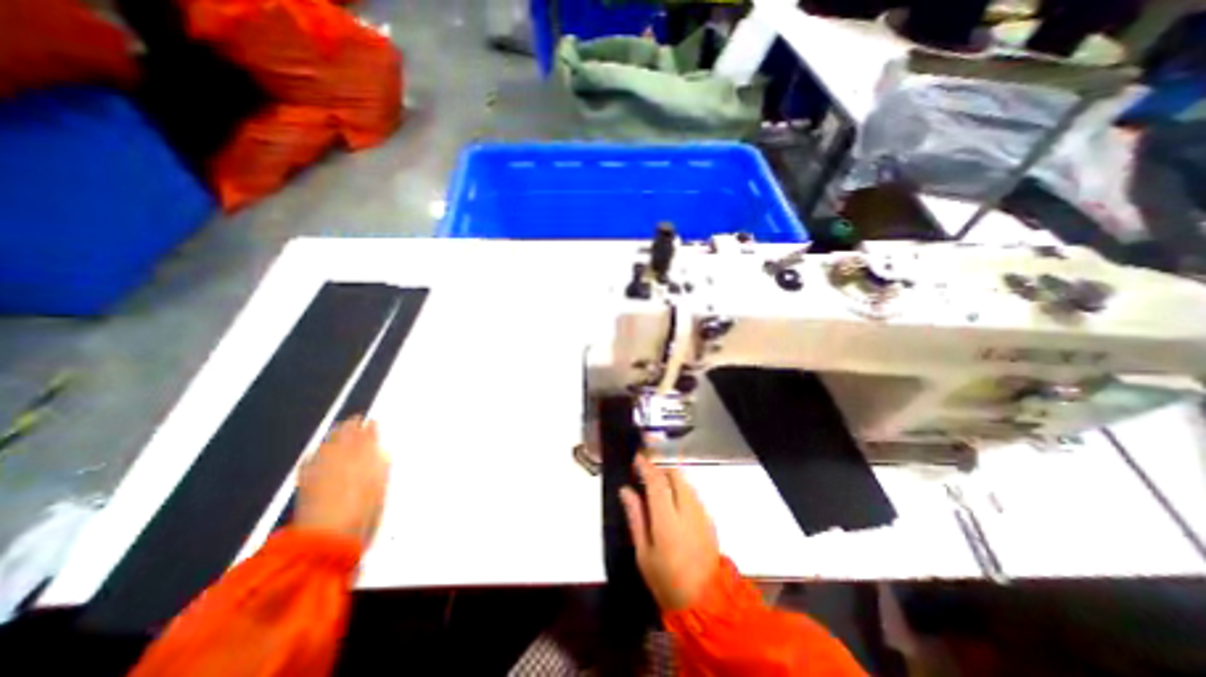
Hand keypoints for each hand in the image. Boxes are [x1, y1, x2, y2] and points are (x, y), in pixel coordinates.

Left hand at [294, 415, 387, 546]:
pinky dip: (316, 452)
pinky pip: (310, 459)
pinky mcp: (305, 480)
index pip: (368, 435)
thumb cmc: (364, 513)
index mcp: (365, 458)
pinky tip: (317, 452)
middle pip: (346, 435)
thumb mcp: (380, 489)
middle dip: (351, 426)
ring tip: (338, 430)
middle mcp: (343, 457)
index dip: (370, 427)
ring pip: (327, 444)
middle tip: (355, 419)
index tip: (372, 421)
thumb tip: (381, 452)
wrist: (327, 538)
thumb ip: (381, 467)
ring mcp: (321, 468)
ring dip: (334, 436)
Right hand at [623, 457, 712, 609]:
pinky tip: (672, 502)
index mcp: (667, 519)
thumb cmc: (666, 581)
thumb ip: (635, 517)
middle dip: (660, 468)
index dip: (645, 466)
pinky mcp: (709, 519)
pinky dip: (680, 489)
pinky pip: (692, 493)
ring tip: (657, 487)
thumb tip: (625, 490)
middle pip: (675, 474)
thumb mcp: (643, 553)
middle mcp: (687, 509)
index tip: (636, 458)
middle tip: (646, 474)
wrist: (706, 604)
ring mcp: (701, 513)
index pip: (656, 481)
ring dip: (671, 477)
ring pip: (685, 482)